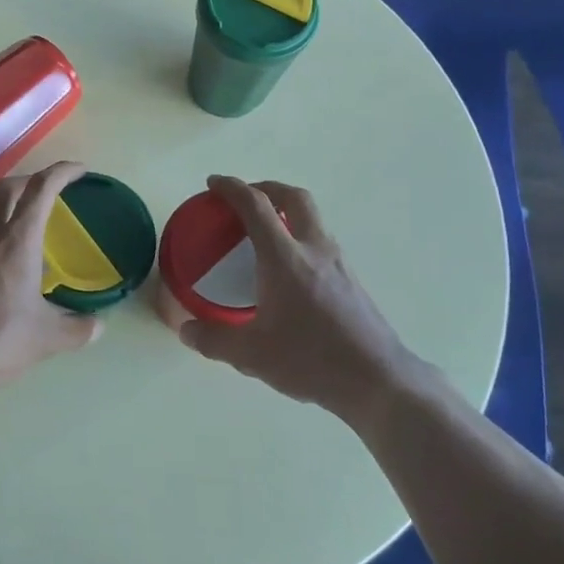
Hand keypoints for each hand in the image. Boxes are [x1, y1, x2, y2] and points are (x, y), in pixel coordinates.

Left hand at [0, 162, 101, 405]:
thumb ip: (78, 329)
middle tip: (52, 191)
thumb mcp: (47, 338)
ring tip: (31, 221)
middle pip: (6, 186)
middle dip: (31, 179)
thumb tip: (98, 326)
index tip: (80, 171)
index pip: (40, 189)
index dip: (62, 172)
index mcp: (17, 240)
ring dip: (9, 202)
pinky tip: (8, 258)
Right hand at [179, 176, 427, 428]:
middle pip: (293, 197)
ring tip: (265, 231)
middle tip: (245, 198)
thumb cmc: (311, 360)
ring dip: (287, 211)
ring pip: (313, 217)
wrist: (378, 380)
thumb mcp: (252, 355)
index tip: (213, 183)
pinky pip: (321, 240)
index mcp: (284, 258)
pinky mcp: (352, 279)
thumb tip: (186, 330)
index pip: (255, 206)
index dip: (232, 188)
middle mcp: (314, 249)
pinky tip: (290, 268)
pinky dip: (300, 235)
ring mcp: (338, 262)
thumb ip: (214, 340)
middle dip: (267, 188)